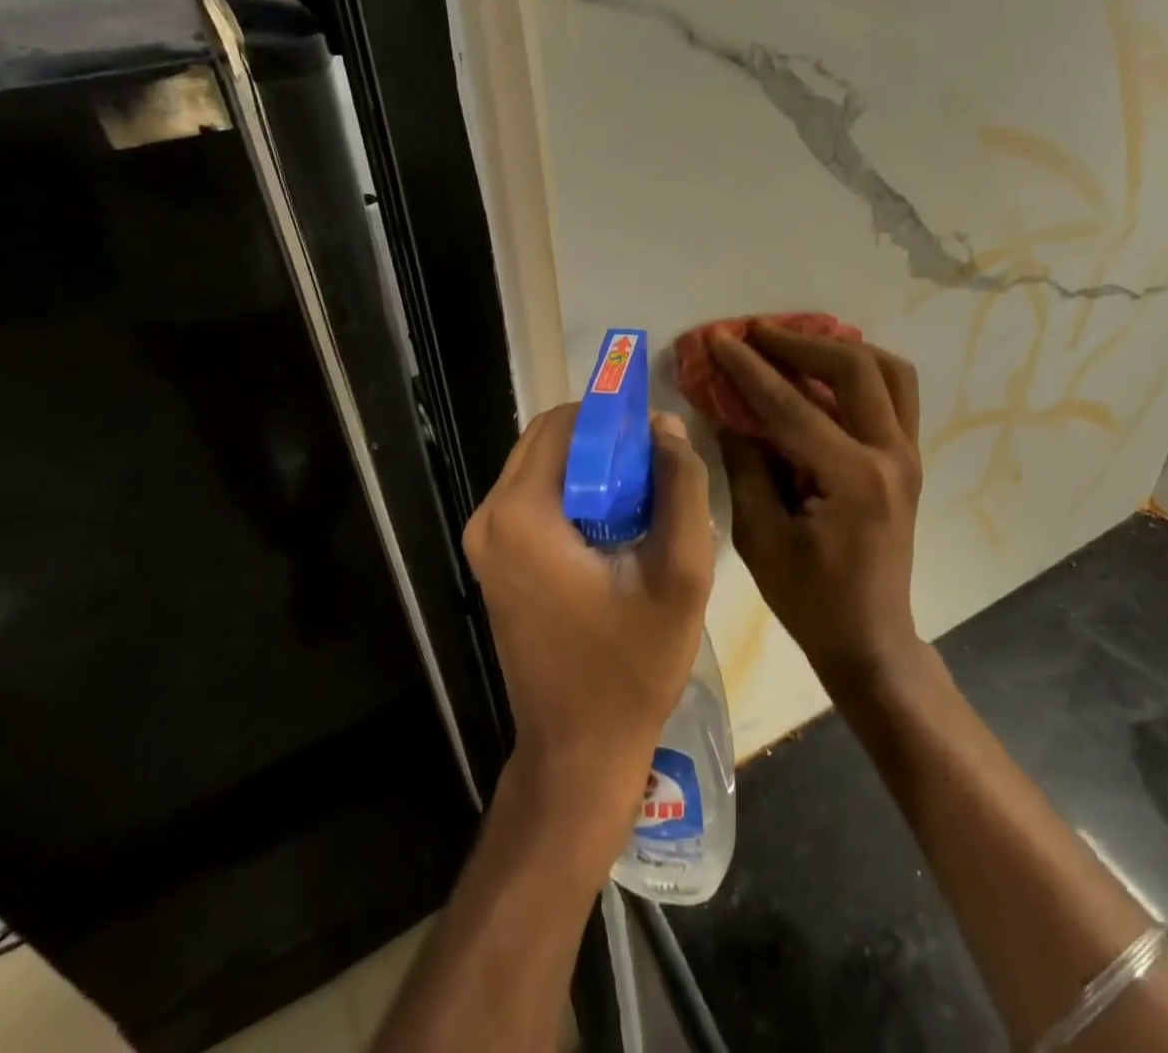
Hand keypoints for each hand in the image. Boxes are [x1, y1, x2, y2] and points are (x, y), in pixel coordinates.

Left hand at [463, 405, 714, 809]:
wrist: (579, 750)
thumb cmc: (632, 666)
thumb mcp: (682, 572)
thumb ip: (681, 486)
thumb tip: (664, 425)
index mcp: (522, 514)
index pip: (566, 422)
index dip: (615, 417)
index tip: (659, 438)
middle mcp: (489, 518)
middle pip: (549, 440)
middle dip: (605, 441)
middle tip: (656, 470)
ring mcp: (485, 541)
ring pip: (542, 466)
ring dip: (592, 467)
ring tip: (644, 500)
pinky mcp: (495, 560)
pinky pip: (535, 497)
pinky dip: (576, 493)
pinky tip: (616, 526)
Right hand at [709, 324, 924, 688]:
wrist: (871, 638)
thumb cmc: (810, 600)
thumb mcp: (761, 537)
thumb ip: (746, 467)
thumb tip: (730, 416)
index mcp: (853, 479)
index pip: (793, 406)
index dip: (750, 370)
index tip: (720, 339)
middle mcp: (891, 455)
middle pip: (854, 368)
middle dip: (800, 343)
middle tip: (758, 333)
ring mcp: (909, 454)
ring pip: (888, 371)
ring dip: (840, 348)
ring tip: (797, 345)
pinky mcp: (909, 459)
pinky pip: (896, 393)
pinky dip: (862, 371)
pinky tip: (826, 373)